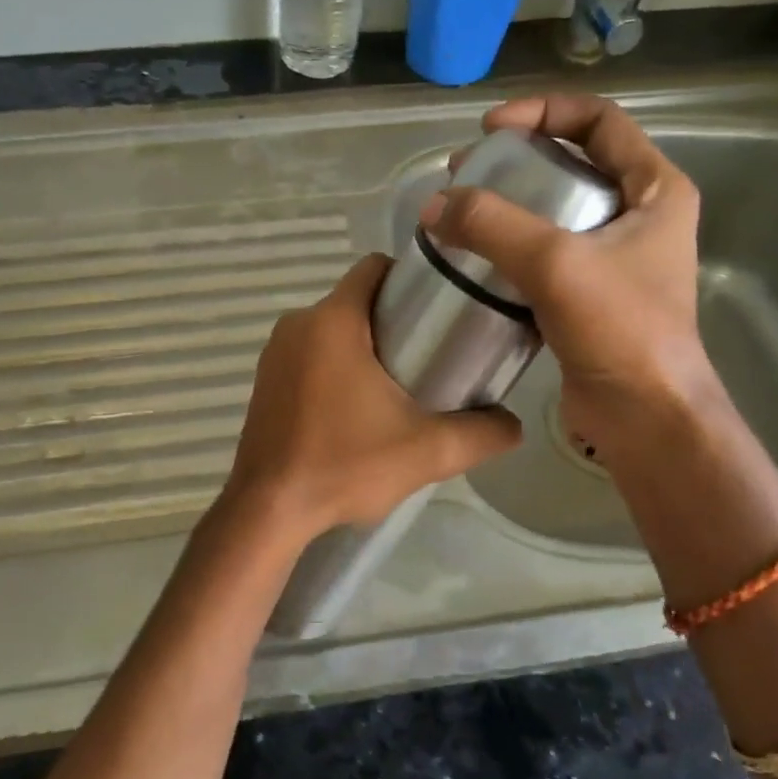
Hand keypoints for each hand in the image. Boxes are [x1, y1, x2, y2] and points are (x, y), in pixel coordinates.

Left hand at [223, 253, 521, 540]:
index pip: (375, 268)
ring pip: (332, 329)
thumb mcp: (426, 451)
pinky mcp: (264, 381)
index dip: (411, 280)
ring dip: (364, 346)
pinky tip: (355, 409)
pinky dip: (334, 367)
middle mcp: (297, 325)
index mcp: (332, 321)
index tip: (440, 312)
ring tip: (398, 386)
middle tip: (431, 356)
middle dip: (394, 320)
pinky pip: (309, 355)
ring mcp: (274, 353)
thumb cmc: (344, 465)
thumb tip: (513, 424)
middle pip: (356, 300)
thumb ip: (480, 434)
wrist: (269, 511)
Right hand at [421, 93, 716, 458]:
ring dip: (509, 207)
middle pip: (574, 164)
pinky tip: (475, 260)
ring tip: (460, 213)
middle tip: (465, 172)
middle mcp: (641, 217)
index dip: (544, 112)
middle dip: (517, 161)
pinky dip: (510, 251)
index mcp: (656, 190)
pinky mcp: (590, 298)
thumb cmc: (620, 330)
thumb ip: (493, 226)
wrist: (645, 416)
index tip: (491, 130)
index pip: (600, 121)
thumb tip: (433, 206)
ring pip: (556, 213)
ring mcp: (616, 260)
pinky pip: (545, 257)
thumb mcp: (556, 264)